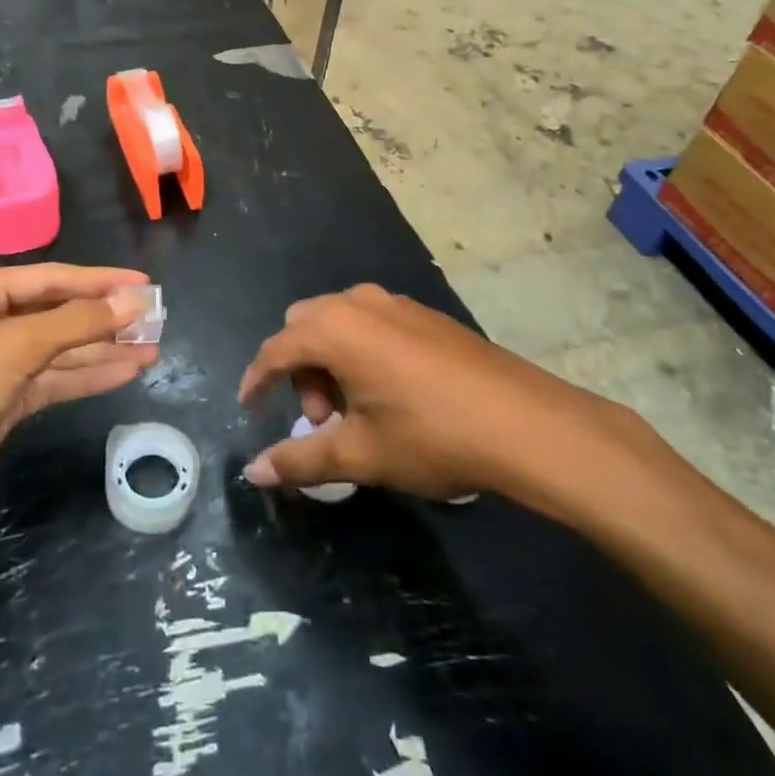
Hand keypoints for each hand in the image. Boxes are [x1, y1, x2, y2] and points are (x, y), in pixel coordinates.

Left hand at [0, 265, 157, 544]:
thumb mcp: (11, 348)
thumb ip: (75, 323)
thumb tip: (132, 300)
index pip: (51, 278)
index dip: (101, 281)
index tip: (145, 283)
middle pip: (57, 313)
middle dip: (105, 317)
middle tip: (156, 319)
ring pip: (59, 350)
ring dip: (102, 349)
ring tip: (153, 347)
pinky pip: (52, 382)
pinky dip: (86, 377)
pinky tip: (125, 372)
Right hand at [237, 285, 665, 527]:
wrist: (525, 422)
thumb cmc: (431, 436)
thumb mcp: (360, 455)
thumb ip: (300, 460)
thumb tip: (253, 472)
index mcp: (334, 329)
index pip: (276, 349)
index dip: (257, 380)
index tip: (249, 408)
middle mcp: (358, 303)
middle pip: (304, 327)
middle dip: (299, 372)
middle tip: (322, 421)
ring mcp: (395, 303)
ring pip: (339, 322)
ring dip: (330, 361)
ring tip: (357, 412)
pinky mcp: (424, 314)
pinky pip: (371, 323)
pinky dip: (360, 352)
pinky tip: (390, 395)